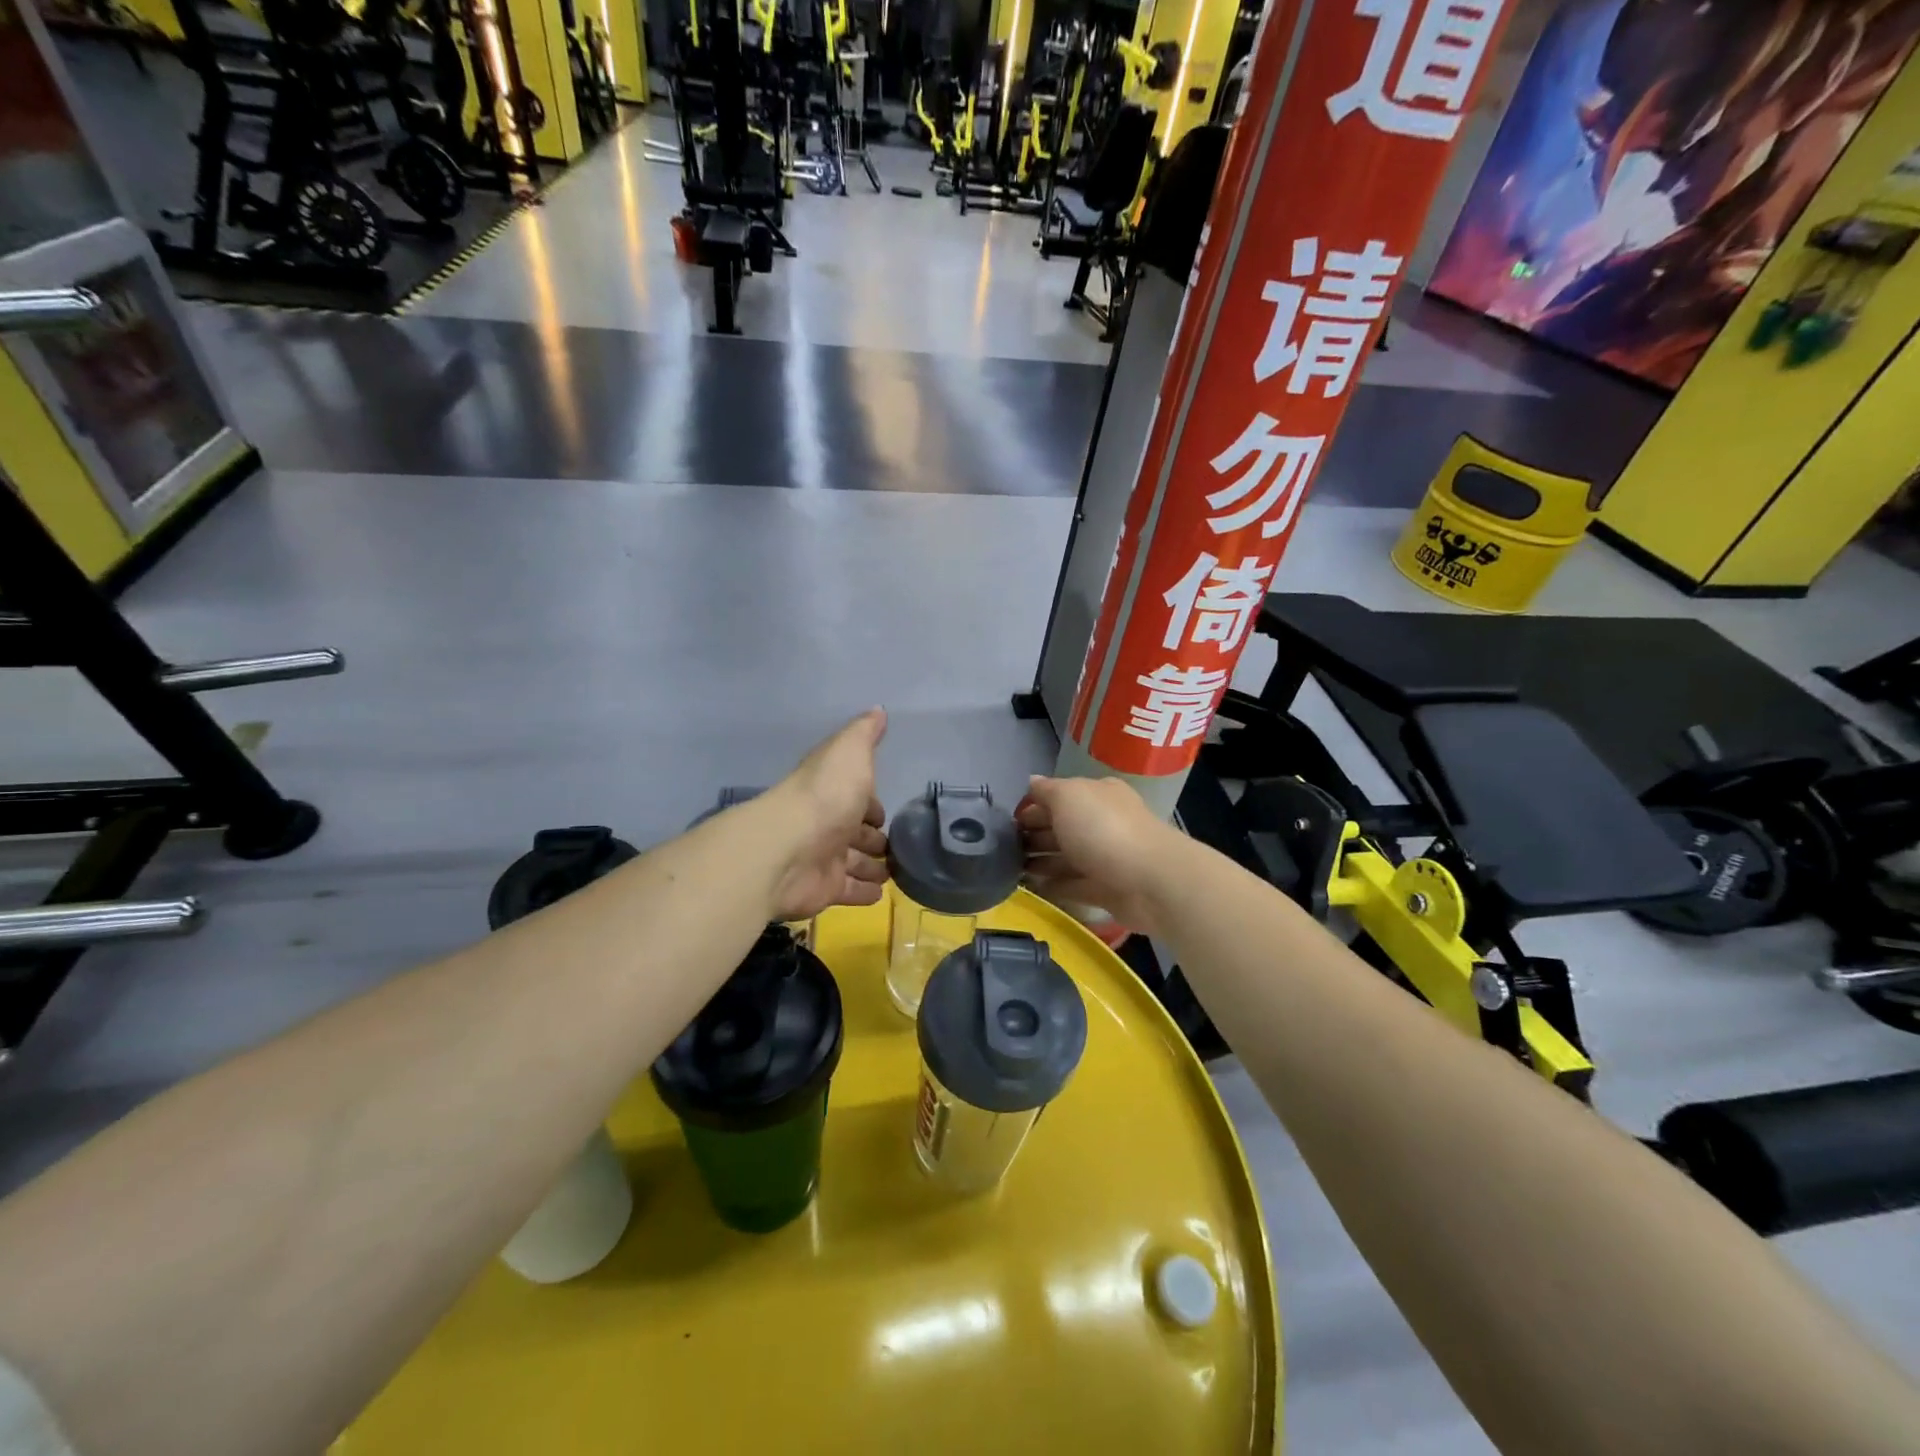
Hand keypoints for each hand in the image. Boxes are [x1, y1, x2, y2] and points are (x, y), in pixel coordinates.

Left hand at [767, 709, 889, 920]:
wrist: (789, 848)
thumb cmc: (825, 795)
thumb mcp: (850, 752)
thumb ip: (864, 733)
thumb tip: (878, 710)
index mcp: (832, 790)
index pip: (857, 797)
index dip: (872, 803)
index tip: (887, 813)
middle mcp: (828, 824)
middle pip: (856, 832)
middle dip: (875, 838)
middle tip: (897, 848)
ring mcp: (825, 858)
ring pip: (856, 863)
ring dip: (873, 866)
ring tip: (895, 872)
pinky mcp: (826, 889)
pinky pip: (850, 891)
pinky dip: (865, 893)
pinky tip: (881, 894)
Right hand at [1017, 774, 1180, 936]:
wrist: (1150, 880)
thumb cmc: (1104, 829)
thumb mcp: (1068, 796)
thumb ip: (1046, 790)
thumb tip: (1031, 781)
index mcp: (1097, 794)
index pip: (1058, 796)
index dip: (1032, 806)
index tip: (1007, 821)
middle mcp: (1103, 822)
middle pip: (1062, 827)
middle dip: (1033, 835)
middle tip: (1002, 848)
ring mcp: (1106, 857)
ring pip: (1067, 857)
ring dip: (1041, 862)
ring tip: (1010, 869)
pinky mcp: (1107, 889)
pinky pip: (1075, 885)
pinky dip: (1056, 885)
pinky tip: (1033, 888)